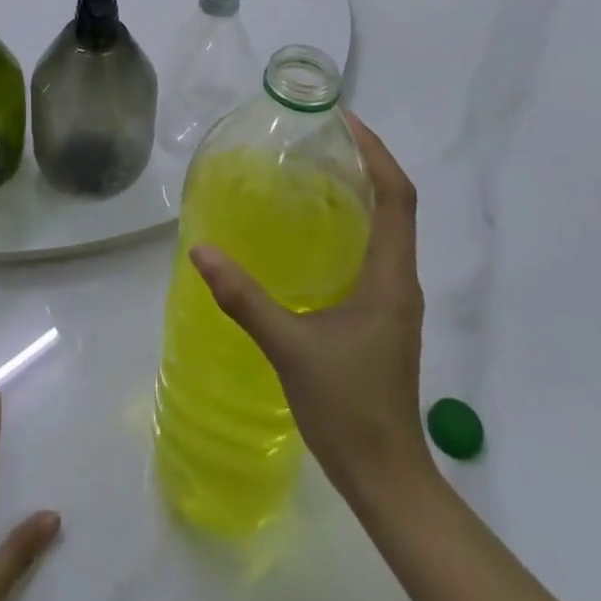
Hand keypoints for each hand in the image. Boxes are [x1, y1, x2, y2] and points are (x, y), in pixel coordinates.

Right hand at [190, 114, 427, 500]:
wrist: (387, 478)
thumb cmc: (347, 408)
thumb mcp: (289, 348)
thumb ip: (244, 298)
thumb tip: (201, 250)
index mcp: (389, 276)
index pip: (398, 196)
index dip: (377, 152)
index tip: (345, 121)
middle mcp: (399, 278)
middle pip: (396, 203)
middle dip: (366, 162)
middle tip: (320, 137)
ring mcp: (394, 298)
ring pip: (388, 226)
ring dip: (362, 191)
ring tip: (315, 169)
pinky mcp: (384, 314)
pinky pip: (375, 249)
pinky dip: (355, 222)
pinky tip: (316, 230)